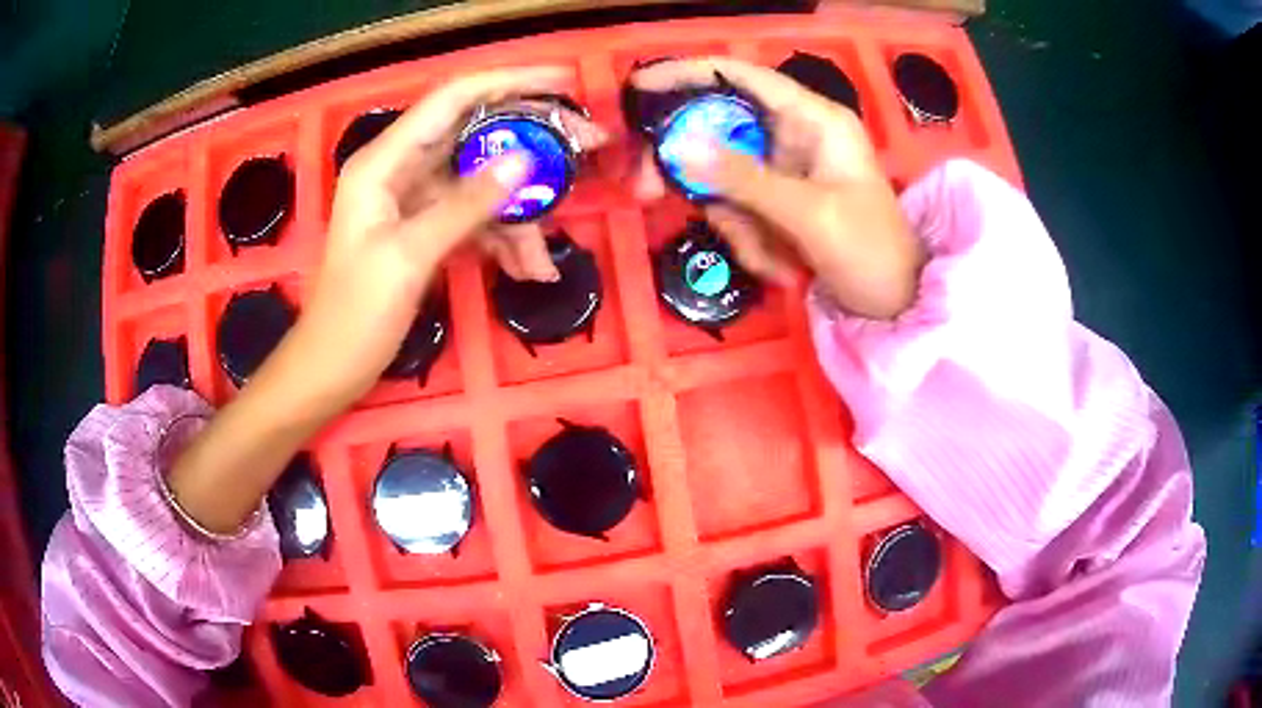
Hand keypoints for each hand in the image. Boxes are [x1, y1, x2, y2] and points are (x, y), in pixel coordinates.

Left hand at [163, 67, 588, 534]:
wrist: (330, 369)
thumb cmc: (354, 315)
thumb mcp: (408, 257)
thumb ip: (465, 205)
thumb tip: (525, 161)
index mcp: (384, 161)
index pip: (454, 99)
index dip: (509, 81)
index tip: (564, 81)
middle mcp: (401, 169)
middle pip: (476, 135)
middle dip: (531, 145)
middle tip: (586, 148)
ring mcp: (415, 200)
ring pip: (481, 185)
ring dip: (518, 216)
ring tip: (543, 261)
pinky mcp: (425, 229)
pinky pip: (474, 219)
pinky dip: (501, 240)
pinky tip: (525, 270)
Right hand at [630, 57, 924, 319]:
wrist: (898, 307)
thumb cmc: (872, 252)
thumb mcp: (809, 214)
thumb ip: (743, 179)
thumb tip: (676, 146)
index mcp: (813, 119)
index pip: (740, 77)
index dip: (687, 74)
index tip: (637, 87)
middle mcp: (793, 135)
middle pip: (716, 129)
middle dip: (692, 171)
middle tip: (645, 194)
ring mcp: (783, 170)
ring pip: (721, 180)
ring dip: (736, 225)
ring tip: (778, 262)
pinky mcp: (777, 202)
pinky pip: (736, 211)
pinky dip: (749, 243)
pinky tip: (785, 269)